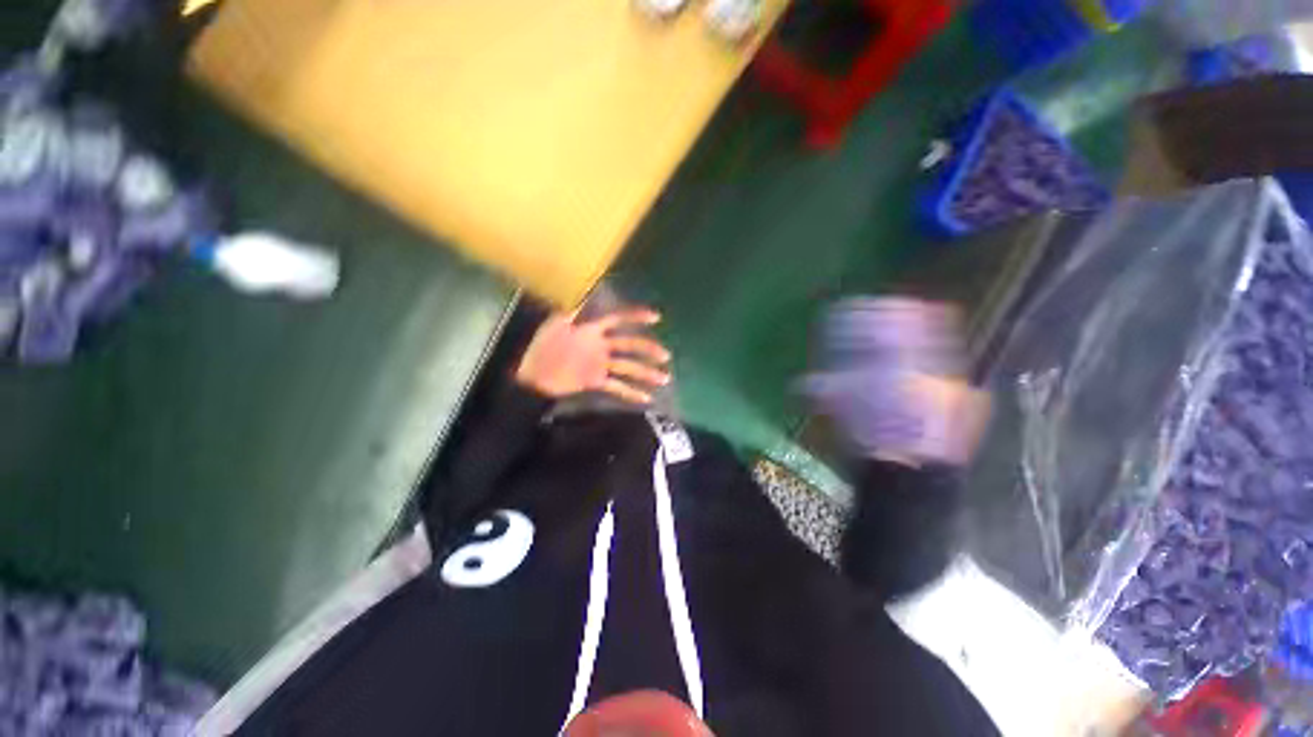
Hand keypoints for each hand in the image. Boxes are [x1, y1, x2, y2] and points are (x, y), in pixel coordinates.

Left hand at [515, 308, 671, 404]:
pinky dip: (631, 393)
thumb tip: (589, 295)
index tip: (656, 317)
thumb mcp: (556, 324)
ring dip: (646, 372)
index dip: (636, 316)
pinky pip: (617, 387)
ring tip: (665, 378)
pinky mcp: (595, 381)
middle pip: (628, 345)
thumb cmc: (542, 346)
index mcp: (591, 329)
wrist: (532, 375)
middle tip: (665, 355)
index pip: (617, 319)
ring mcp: (599, 364)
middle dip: (647, 348)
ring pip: (628, 367)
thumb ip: (575, 311)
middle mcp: (600, 345)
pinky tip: (647, 399)